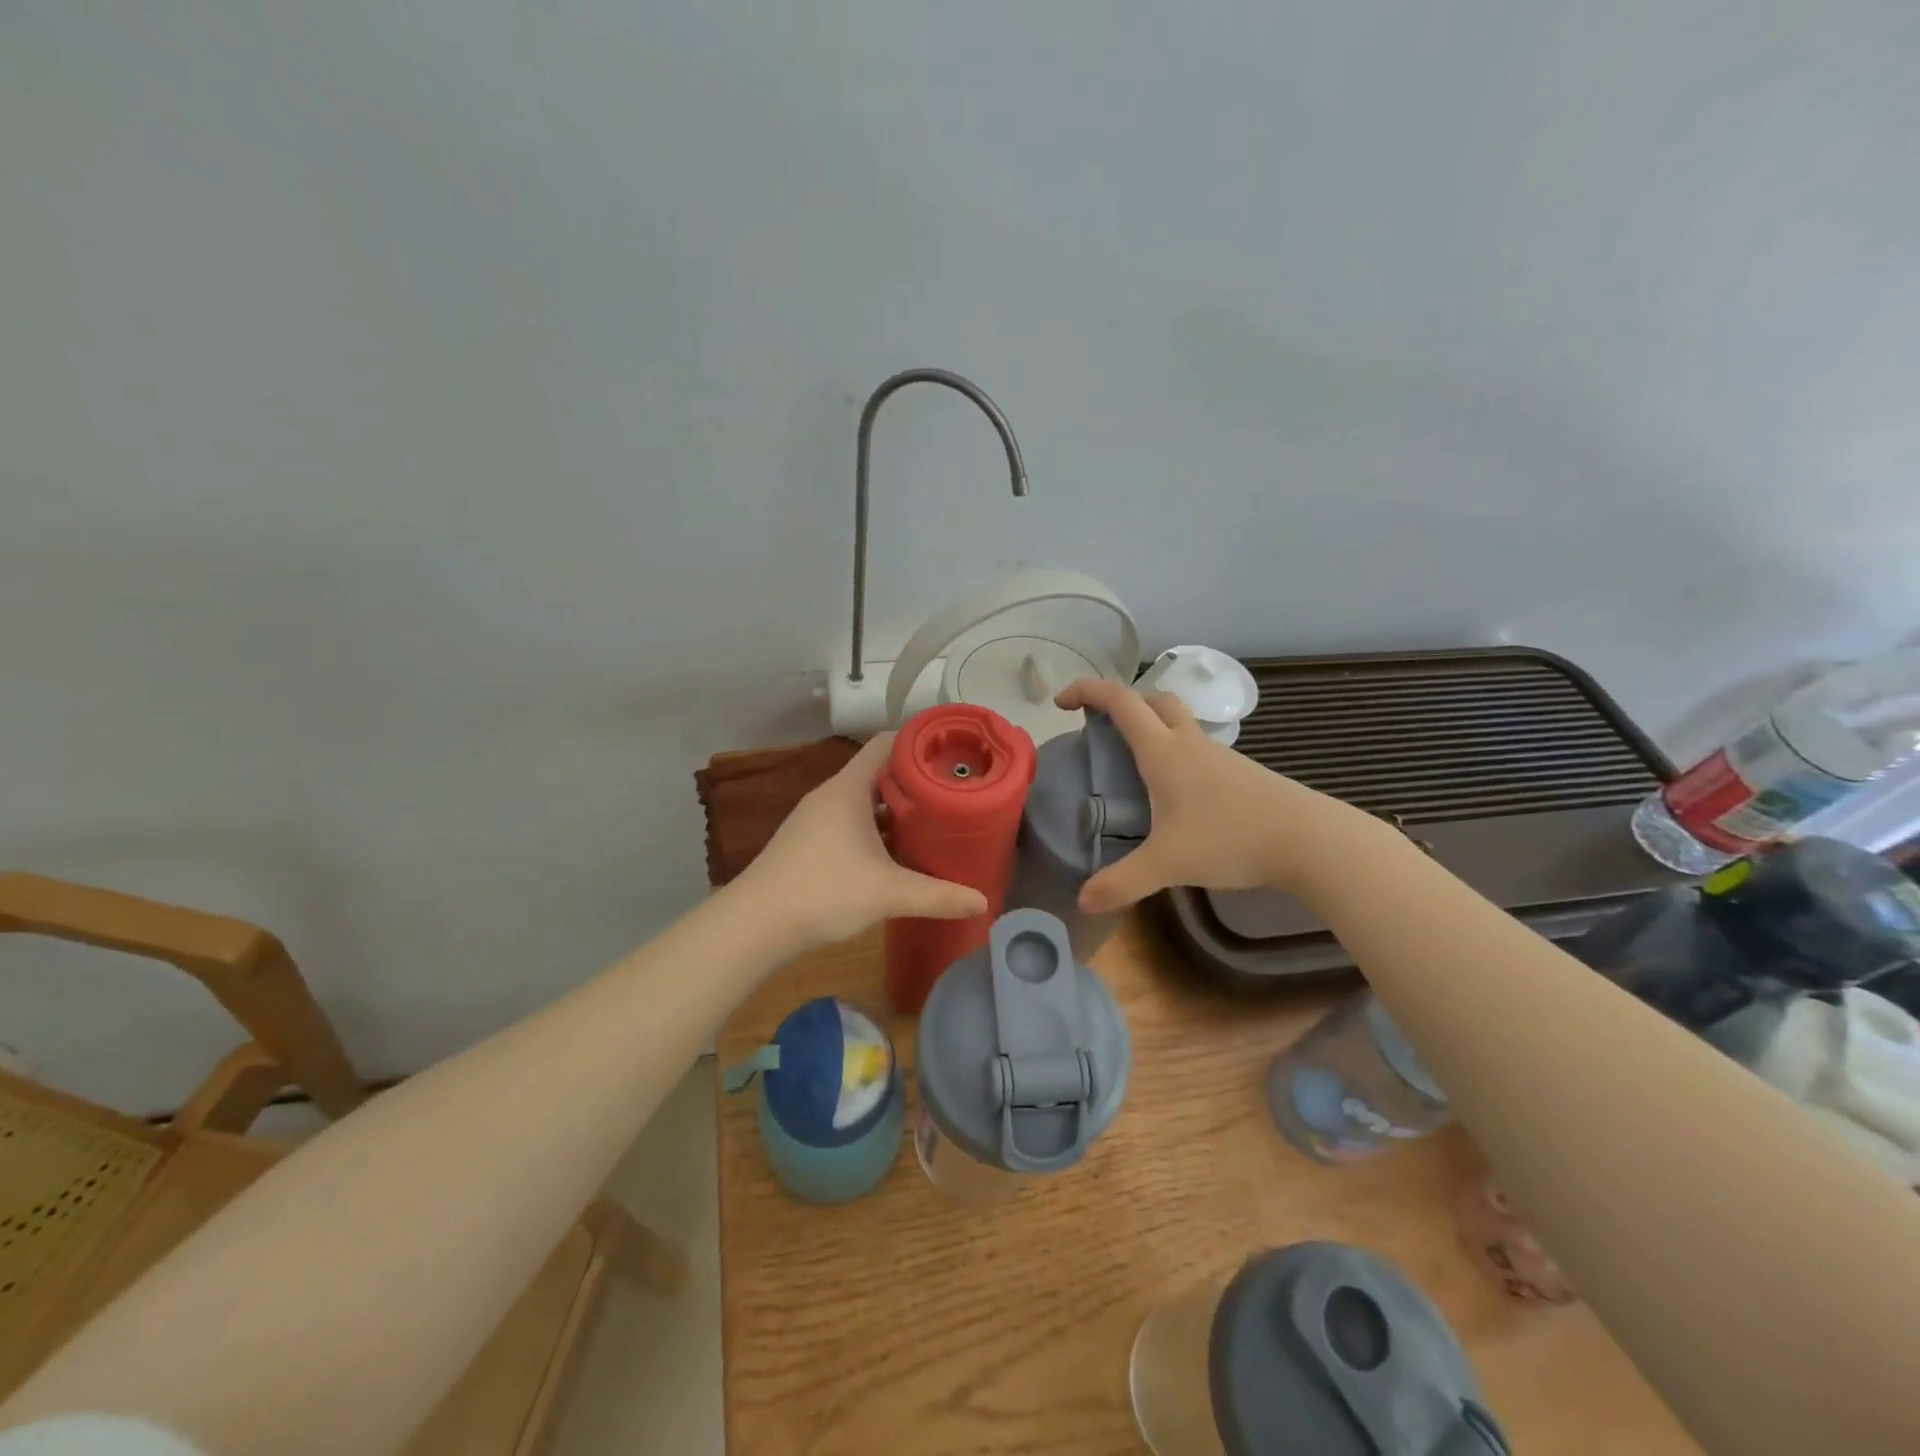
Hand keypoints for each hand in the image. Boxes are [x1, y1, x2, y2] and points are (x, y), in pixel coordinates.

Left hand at [732, 733, 988, 948]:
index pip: (887, 744)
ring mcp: (815, 820)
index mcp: (848, 789)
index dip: (919, 742)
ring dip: (895, 808)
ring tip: (932, 821)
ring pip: (863, 801)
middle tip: (953, 792)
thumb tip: (982, 901)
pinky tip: (895, 853)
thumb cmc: (823, 892)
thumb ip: (938, 896)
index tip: (953, 753)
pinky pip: (849, 822)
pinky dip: (875, 828)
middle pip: (878, 772)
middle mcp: (830, 796)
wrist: (754, 925)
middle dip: (915, 780)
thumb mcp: (888, 893)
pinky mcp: (807, 843)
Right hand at [1054, 678, 1363, 911]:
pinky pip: (1197, 747)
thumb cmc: (1231, 839)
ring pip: (1178, 722)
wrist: (1309, 840)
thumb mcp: (1168, 864)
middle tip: (1100, 728)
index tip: (1060, 702)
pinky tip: (1175, 793)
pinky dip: (1175, 752)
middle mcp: (1189, 743)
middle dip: (1121, 703)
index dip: (1087, 691)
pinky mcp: (1239, 772)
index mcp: (1164, 751)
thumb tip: (1082, 901)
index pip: (1120, 701)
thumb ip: (1122, 882)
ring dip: (1151, 726)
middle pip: (1153, 699)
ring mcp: (1219, 755)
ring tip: (1132, 765)